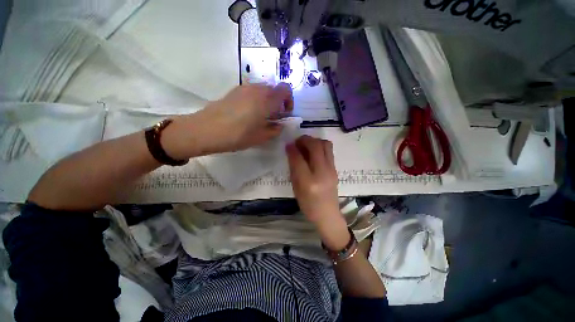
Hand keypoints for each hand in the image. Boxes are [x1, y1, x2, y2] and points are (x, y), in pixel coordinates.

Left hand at [162, 83, 292, 158]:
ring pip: (262, 91)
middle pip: (274, 90)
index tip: (284, 114)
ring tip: (260, 117)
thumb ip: (275, 130)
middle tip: (272, 118)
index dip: (289, 100)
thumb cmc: (237, 135)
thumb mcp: (261, 137)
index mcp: (266, 99)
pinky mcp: (234, 91)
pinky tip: (247, 114)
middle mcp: (257, 89)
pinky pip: (251, 92)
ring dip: (266, 101)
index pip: (286, 90)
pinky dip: (255, 100)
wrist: (206, 130)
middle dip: (278, 102)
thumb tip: (279, 125)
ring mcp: (244, 88)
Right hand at [286, 135, 348, 248]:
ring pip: (325, 144)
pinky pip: (329, 150)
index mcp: (309, 182)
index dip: (292, 149)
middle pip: (315, 146)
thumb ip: (294, 169)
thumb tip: (292, 152)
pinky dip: (320, 146)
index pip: (299, 159)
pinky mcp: (336, 168)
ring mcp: (331, 169)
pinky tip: (313, 152)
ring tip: (306, 145)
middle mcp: (322, 173)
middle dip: (305, 139)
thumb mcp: (296, 189)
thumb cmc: (308, 205)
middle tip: (297, 142)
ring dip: (314, 141)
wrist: (328, 214)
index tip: (288, 144)